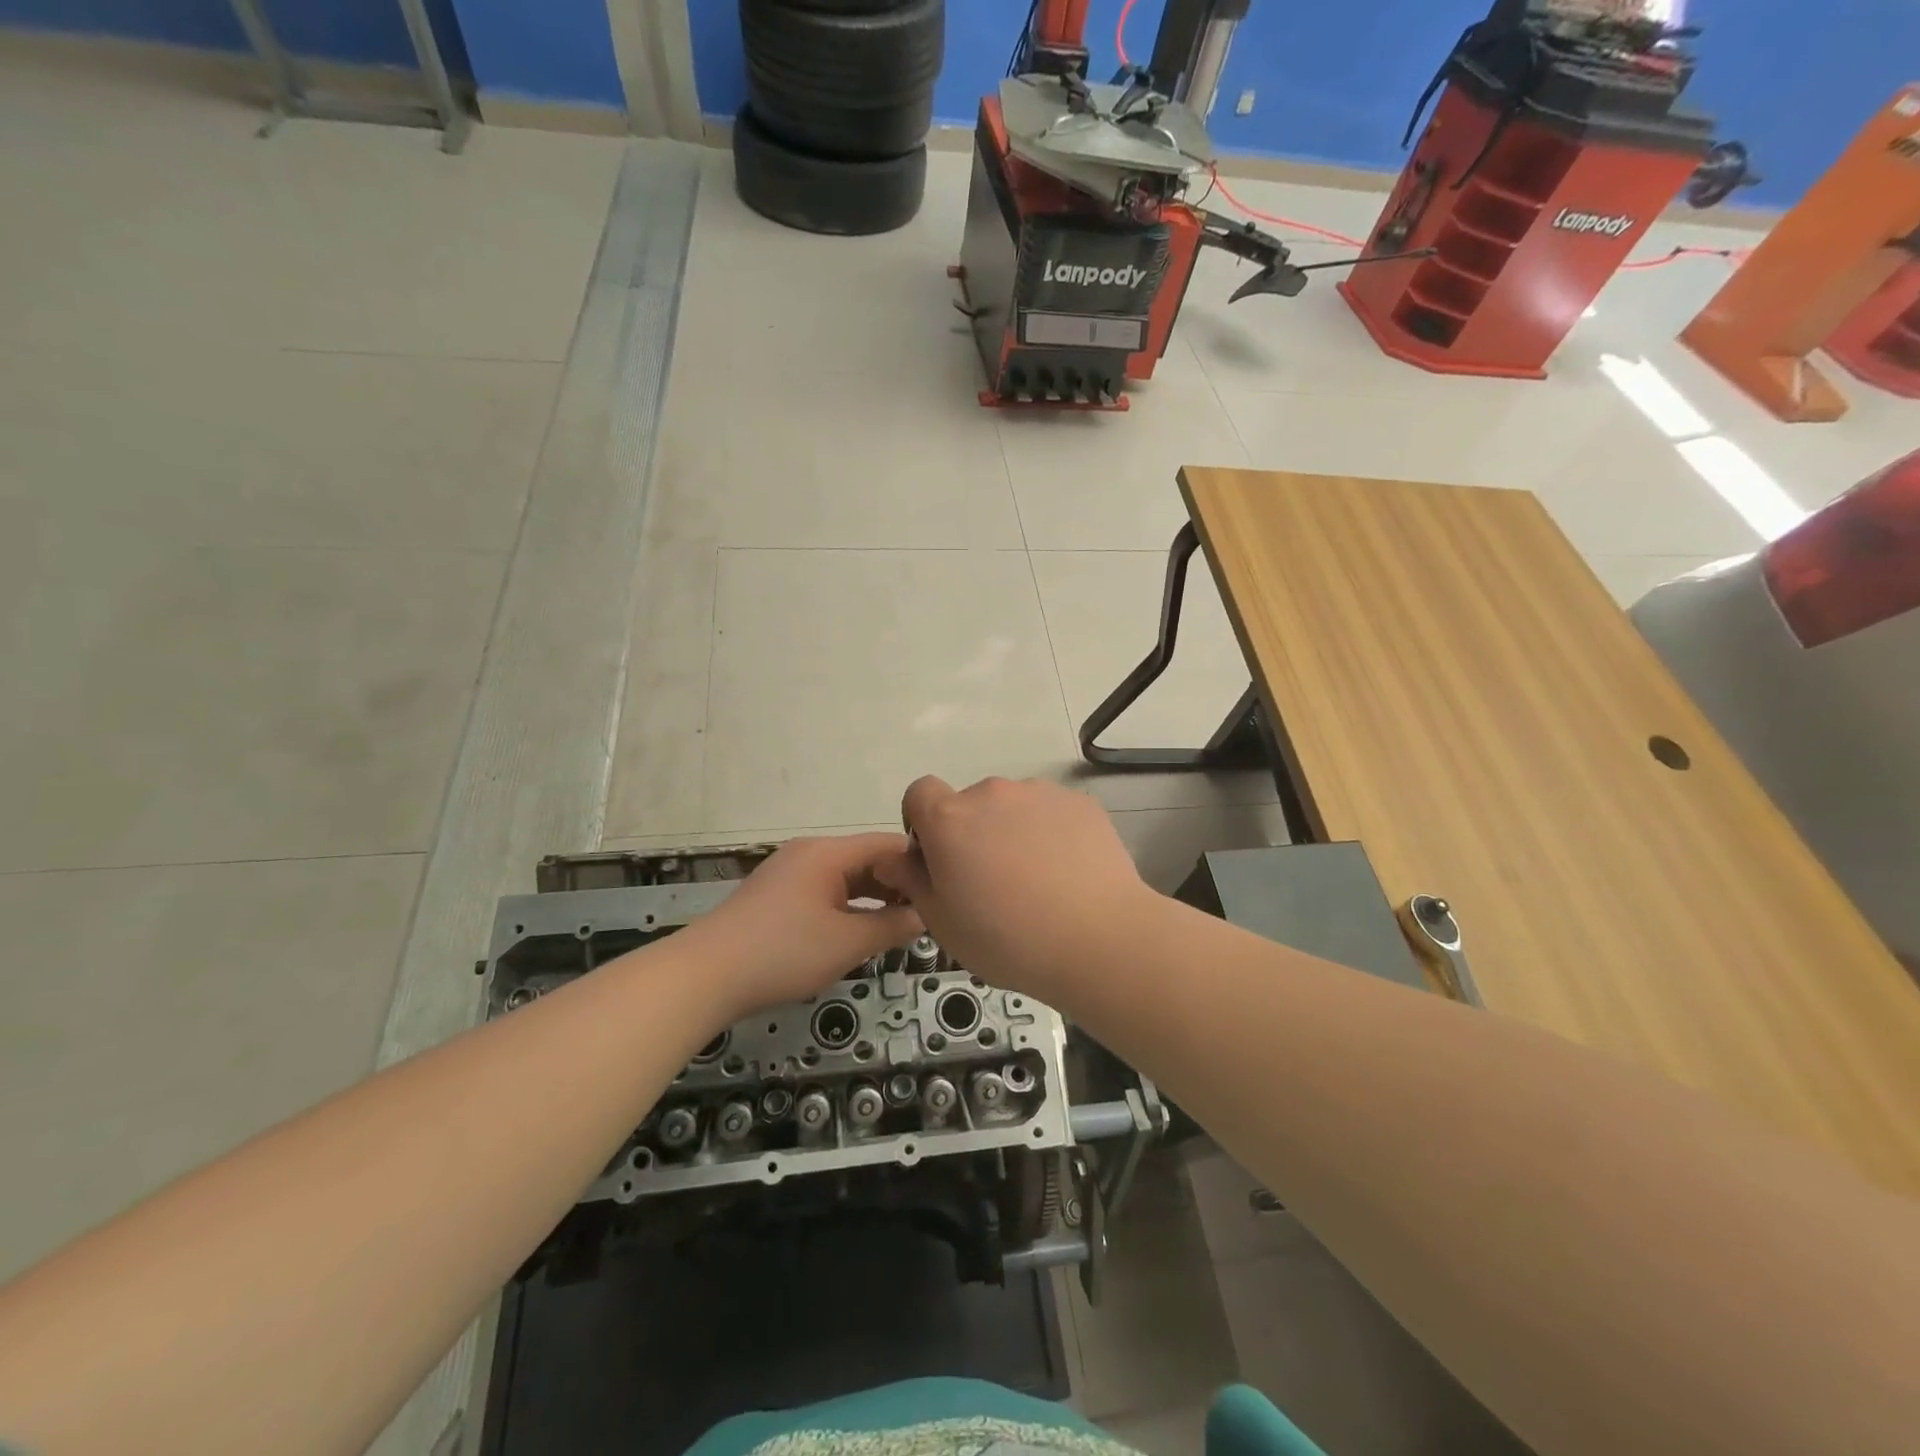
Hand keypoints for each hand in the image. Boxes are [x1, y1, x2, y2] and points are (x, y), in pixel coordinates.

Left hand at [677, 833, 923, 1016]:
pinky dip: (848, 905)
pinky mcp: (776, 894)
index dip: (919, 863)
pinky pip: (825, 889)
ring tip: (901, 924)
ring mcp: (790, 872)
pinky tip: (860, 930)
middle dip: (898, 883)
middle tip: (928, 912)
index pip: (887, 844)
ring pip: (845, 876)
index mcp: (828, 852)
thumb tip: (925, 915)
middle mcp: (810, 852)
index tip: (945, 888)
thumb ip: (892, 927)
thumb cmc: (783, 952)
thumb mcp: (847, 943)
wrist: (706, 975)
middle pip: (866, 858)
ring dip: (873, 897)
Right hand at [871, 776, 1154, 999]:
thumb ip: (912, 881)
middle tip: (992, 883)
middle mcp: (991, 793)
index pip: (920, 793)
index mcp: (949, 820)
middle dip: (972, 833)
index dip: (923, 822)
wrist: (1099, 939)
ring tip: (1037, 881)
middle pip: (969, 804)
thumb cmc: (1008, 940)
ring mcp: (1039, 793)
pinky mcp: (1079, 802)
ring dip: (1012, 831)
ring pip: (1012, 808)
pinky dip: (1051, 833)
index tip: (939, 859)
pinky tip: (1068, 873)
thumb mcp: (943, 923)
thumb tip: (895, 857)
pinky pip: (1051, 812)